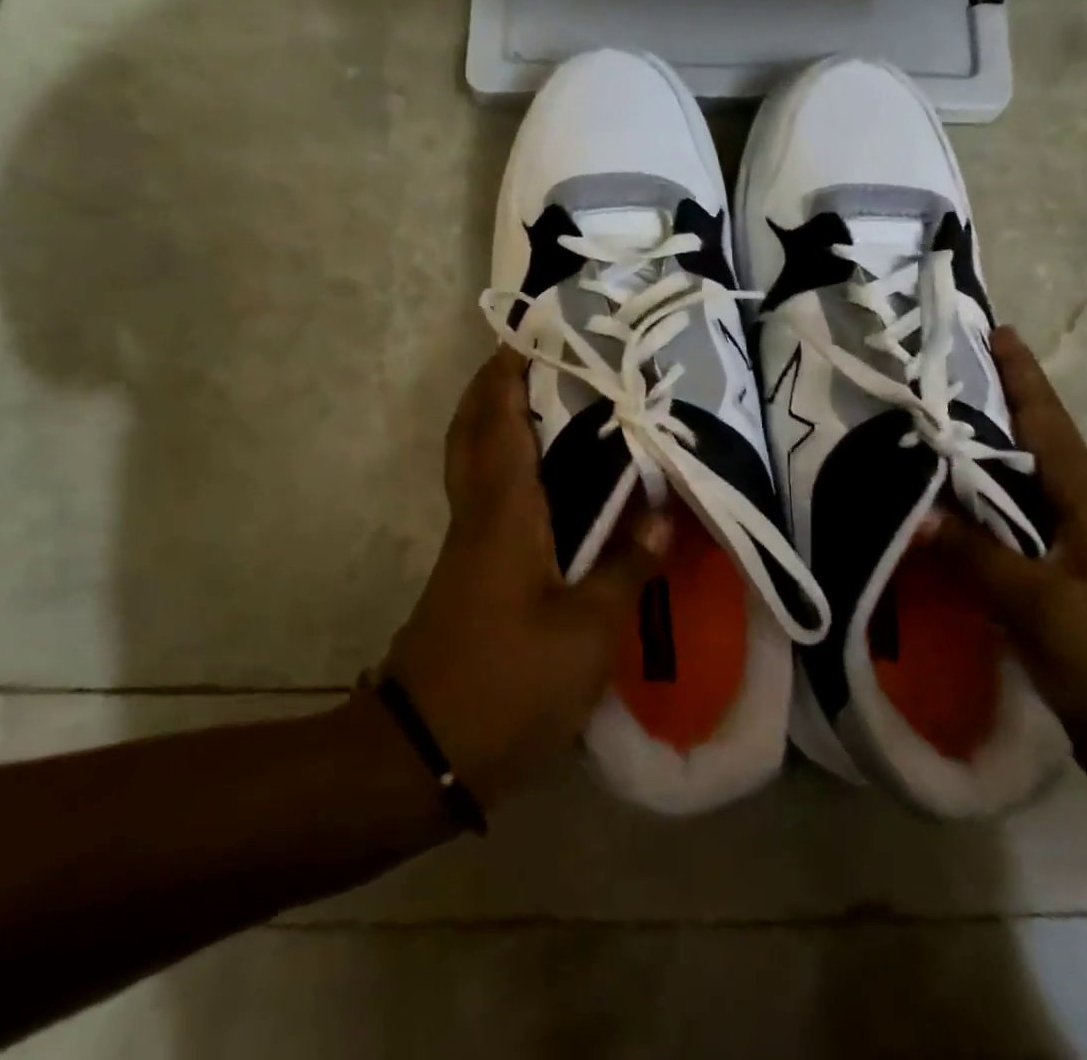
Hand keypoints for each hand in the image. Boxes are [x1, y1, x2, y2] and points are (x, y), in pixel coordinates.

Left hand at [382, 349, 673, 808]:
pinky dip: (511, 468)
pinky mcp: (471, 572)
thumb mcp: (586, 632)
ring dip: (500, 423)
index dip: (510, 374)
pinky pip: (489, 497)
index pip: (501, 422)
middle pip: (473, 432)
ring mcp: (470, 545)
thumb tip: (662, 517)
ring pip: (477, 463)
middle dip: (495, 388)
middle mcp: (480, 514)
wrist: (424, 752)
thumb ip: (626, 569)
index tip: (532, 335)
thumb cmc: (508, 683)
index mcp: (505, 512)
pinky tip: (553, 484)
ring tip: (554, 406)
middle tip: (539, 360)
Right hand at [938, 327, 1086, 780]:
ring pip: (1011, 493)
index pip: (1049, 424)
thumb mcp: (1042, 603)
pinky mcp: (1050, 592)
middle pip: (1029, 447)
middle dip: (992, 407)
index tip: (995, 331)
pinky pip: (1000, 538)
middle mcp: (1077, 519)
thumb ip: (978, 554)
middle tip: (936, 379)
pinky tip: (934, 518)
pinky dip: (969, 518)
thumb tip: (917, 511)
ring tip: (923, 437)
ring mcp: (1065, 557)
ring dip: (975, 463)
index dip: (1023, 376)